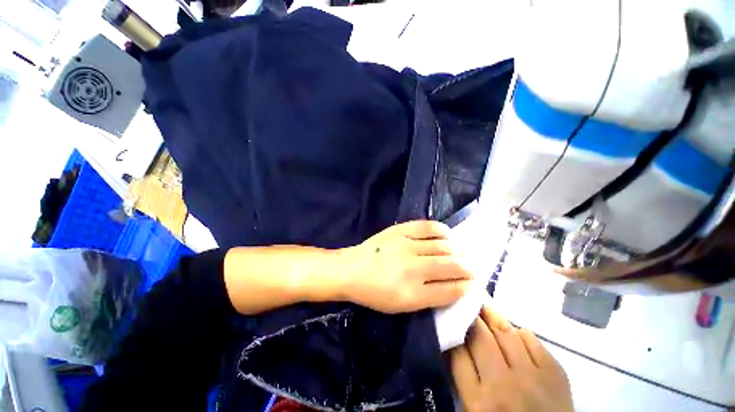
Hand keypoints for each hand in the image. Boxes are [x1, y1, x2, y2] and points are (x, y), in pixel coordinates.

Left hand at [339, 220, 471, 313]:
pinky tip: (447, 234)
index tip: (471, 282)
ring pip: (443, 246)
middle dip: (467, 268)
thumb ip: (429, 298)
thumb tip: (454, 286)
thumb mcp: (401, 306)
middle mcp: (414, 269)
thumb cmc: (374, 293)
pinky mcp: (399, 230)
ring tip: (462, 252)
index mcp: (414, 294)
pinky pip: (427, 227)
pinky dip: (442, 230)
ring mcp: (406, 245)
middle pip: (451, 266)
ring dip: (457, 250)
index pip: (451, 290)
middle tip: (471, 267)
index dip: (466, 286)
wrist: (351, 270)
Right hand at [450, 306, 572, 411]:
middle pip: (479, 337)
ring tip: (485, 309)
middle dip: (470, 317)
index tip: (452, 319)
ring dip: (492, 317)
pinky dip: (518, 332)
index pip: (457, 353)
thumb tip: (455, 340)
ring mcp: (532, 378)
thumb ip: (463, 376)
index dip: (453, 331)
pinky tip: (514, 335)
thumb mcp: (475, 408)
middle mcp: (503, 386)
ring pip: (504, 332)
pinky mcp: (556, 372)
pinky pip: (531, 338)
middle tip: (466, 306)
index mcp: (479, 402)